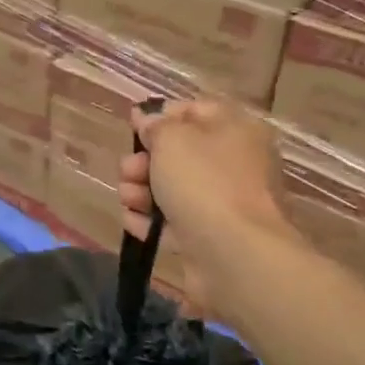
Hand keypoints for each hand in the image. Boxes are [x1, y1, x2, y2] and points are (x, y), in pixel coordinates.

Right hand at [119, 100, 294, 314]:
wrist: (233, 254)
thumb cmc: (203, 182)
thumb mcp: (172, 138)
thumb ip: (156, 125)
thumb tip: (148, 119)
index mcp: (236, 130)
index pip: (195, 111)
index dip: (161, 117)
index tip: (134, 127)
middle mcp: (234, 164)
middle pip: (179, 154)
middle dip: (144, 161)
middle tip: (129, 170)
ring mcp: (224, 204)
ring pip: (173, 189)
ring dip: (141, 191)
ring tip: (129, 199)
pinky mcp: (210, 238)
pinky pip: (174, 222)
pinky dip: (151, 222)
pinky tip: (135, 223)